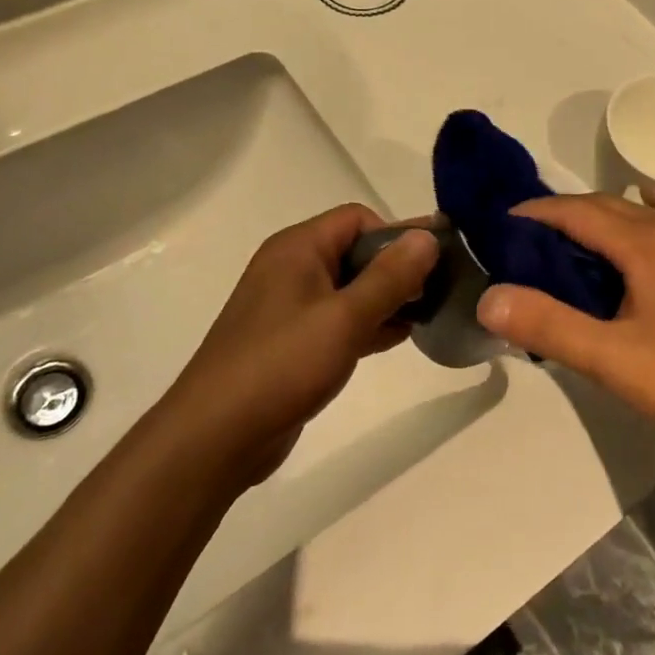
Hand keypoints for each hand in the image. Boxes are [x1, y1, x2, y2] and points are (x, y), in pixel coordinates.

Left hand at [161, 205, 438, 485]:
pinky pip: (338, 319)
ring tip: (427, 316)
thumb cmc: (282, 365)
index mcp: (298, 248)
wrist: (216, 436)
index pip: (358, 218)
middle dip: (397, 269)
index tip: (431, 266)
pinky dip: (367, 324)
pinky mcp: (292, 341)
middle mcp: (291, 268)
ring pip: (349, 288)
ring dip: (386, 299)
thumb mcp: (345, 318)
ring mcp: (289, 306)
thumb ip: (390, 276)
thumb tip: (428, 236)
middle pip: (355, 251)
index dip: (396, 236)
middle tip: (438, 293)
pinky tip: (399, 339)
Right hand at [475, 185, 654, 455]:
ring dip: (601, 214)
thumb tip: (489, 299)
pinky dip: (649, 211)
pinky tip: (648, 219)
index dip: (535, 212)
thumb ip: (549, 326)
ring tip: (573, 240)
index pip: (577, 211)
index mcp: (646, 244)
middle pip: (606, 204)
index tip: (501, 224)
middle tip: (526, 239)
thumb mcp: (612, 360)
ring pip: (640, 211)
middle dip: (563, 213)